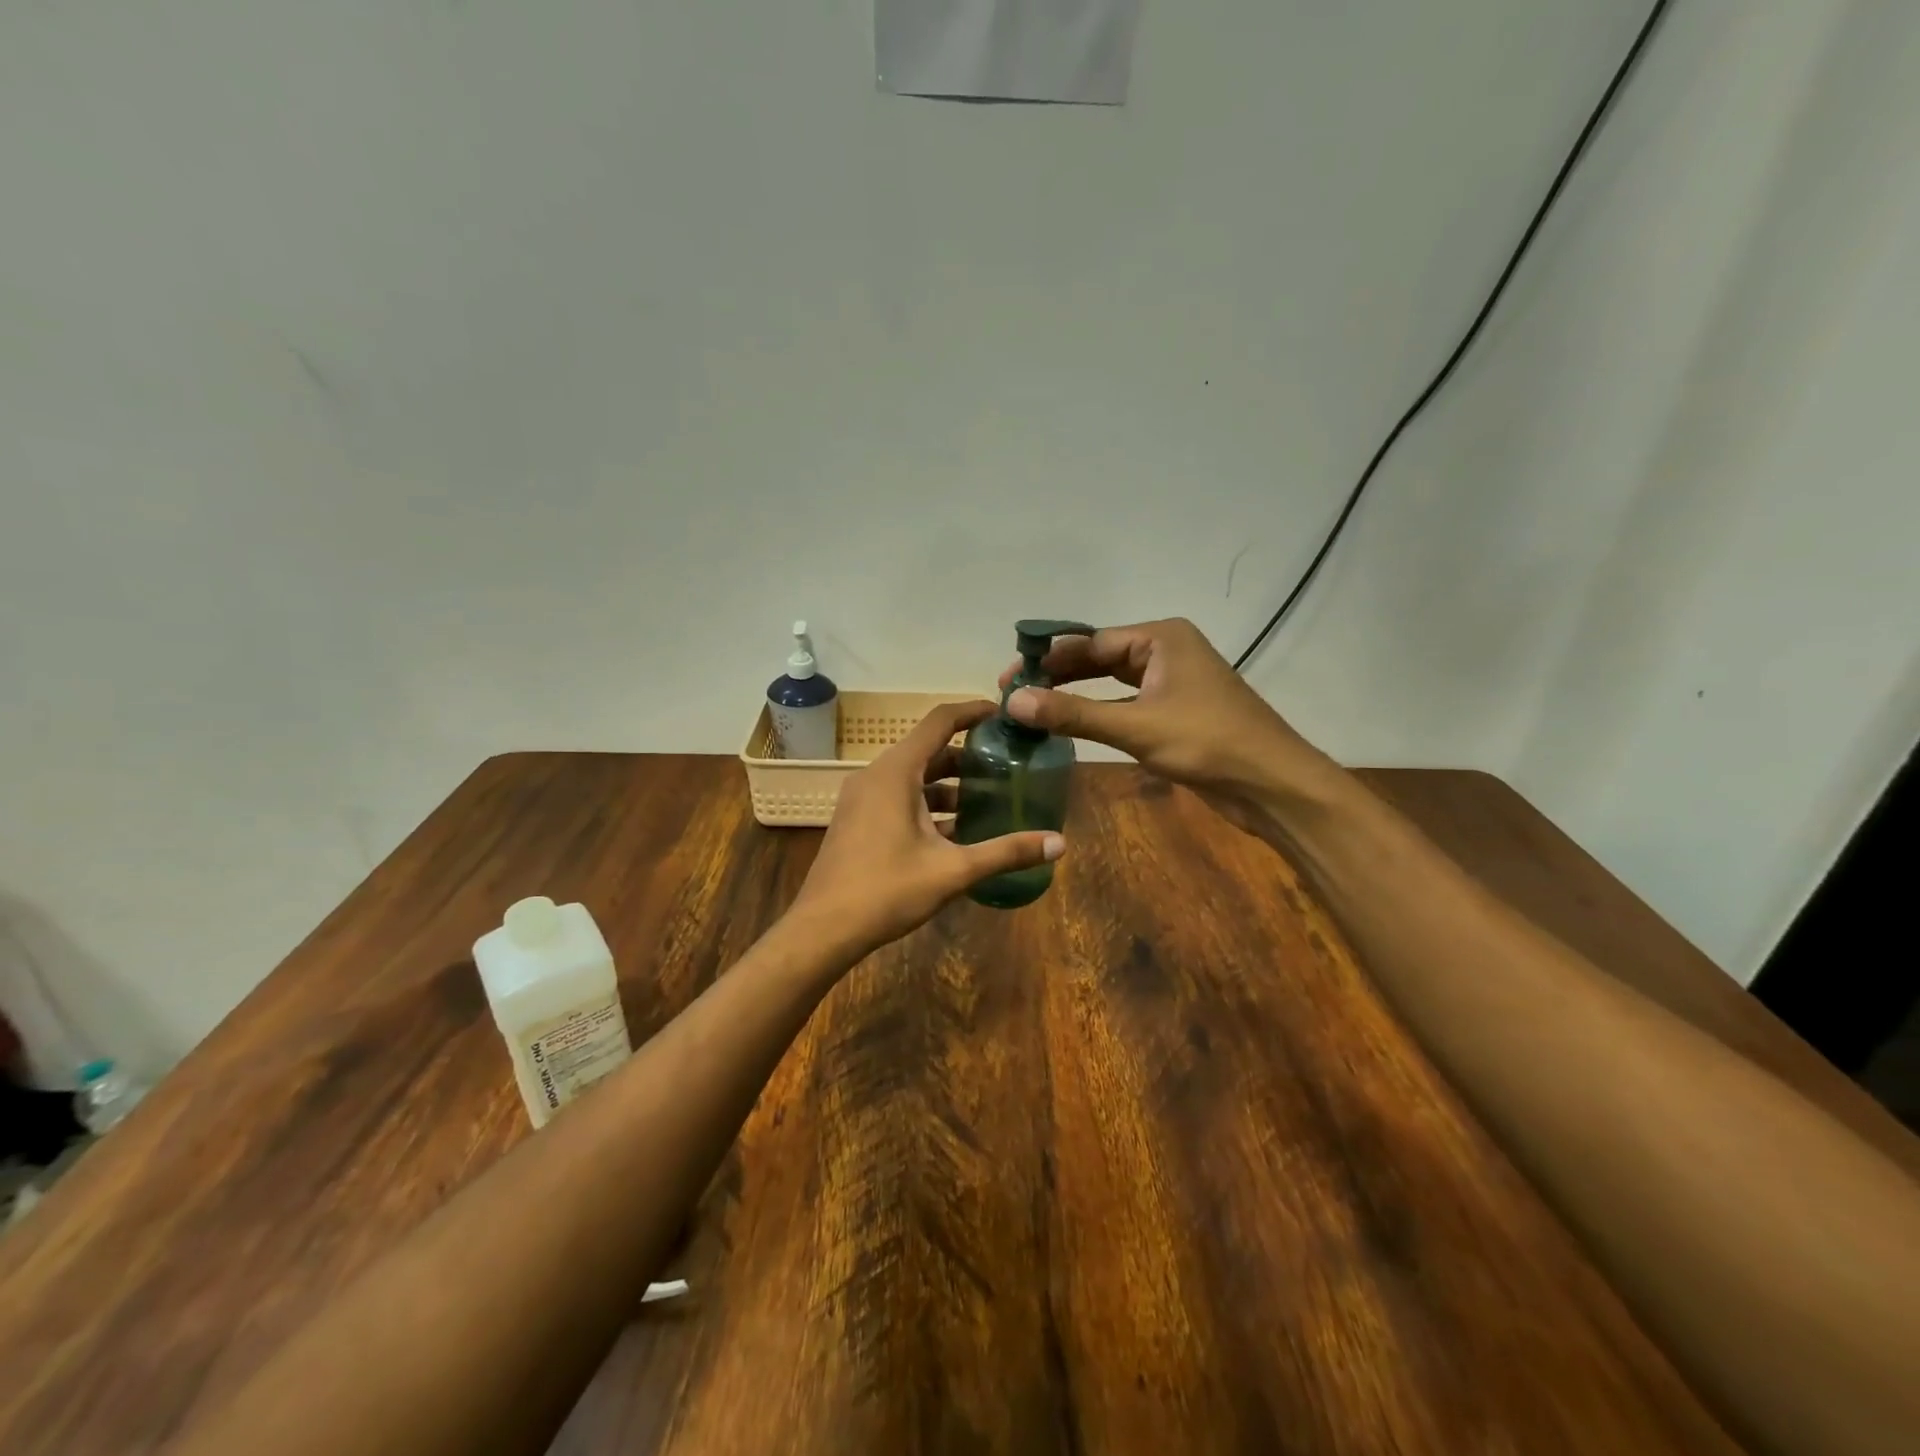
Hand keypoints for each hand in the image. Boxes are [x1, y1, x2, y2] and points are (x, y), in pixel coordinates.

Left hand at [789, 701, 1064, 958]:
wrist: (823, 930)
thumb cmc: (887, 891)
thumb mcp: (953, 871)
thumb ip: (1006, 852)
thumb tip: (1060, 843)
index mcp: (896, 772)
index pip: (940, 721)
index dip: (973, 711)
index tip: (1004, 714)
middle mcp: (876, 775)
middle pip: (928, 750)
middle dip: (968, 756)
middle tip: (1007, 765)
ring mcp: (862, 798)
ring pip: (913, 778)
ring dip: (948, 785)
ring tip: (989, 799)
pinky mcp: (857, 820)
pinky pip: (898, 797)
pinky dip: (927, 804)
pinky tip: (955, 831)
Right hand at [999, 618, 1336, 804]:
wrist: (1272, 784)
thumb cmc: (1208, 743)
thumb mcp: (1136, 727)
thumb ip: (1074, 714)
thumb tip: (1015, 702)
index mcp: (1160, 638)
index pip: (1090, 641)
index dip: (1047, 659)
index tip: (1009, 678)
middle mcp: (1165, 651)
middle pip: (1099, 658)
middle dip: (1058, 675)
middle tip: (1014, 694)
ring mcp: (1172, 682)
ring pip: (1111, 682)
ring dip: (1076, 695)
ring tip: (1033, 709)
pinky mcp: (1175, 712)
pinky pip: (1126, 704)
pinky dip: (1098, 713)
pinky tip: (1070, 725)